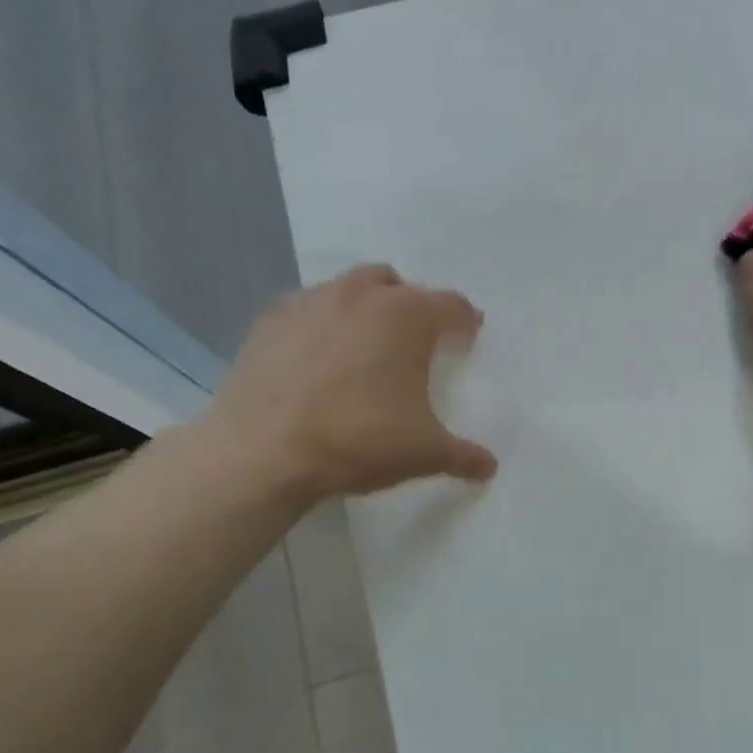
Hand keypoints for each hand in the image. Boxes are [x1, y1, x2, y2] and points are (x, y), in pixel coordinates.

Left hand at [196, 265, 498, 504]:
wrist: (262, 452)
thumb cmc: (358, 441)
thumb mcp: (424, 453)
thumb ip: (463, 455)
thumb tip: (490, 467)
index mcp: (407, 316)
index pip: (451, 305)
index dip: (465, 320)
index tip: (468, 333)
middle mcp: (362, 294)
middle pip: (397, 285)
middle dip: (411, 306)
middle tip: (415, 340)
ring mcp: (311, 302)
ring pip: (349, 289)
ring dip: (365, 308)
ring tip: (365, 345)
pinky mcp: (270, 320)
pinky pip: (308, 309)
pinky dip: (321, 323)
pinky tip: (316, 357)